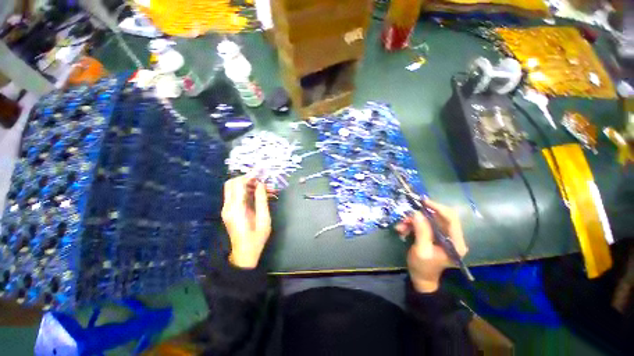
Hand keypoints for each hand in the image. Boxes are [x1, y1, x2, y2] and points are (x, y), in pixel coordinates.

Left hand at [221, 176, 271, 268]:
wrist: (244, 253)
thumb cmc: (257, 238)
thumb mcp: (264, 219)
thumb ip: (262, 200)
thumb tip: (261, 184)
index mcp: (236, 209)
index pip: (238, 184)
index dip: (249, 176)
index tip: (262, 173)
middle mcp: (228, 207)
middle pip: (232, 183)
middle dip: (247, 178)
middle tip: (262, 180)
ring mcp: (227, 209)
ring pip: (234, 188)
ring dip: (249, 185)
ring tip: (266, 189)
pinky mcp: (230, 211)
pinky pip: (236, 196)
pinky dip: (247, 192)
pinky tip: (260, 195)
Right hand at [395, 199, 467, 292]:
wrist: (421, 277)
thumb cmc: (423, 267)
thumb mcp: (421, 250)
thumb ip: (421, 231)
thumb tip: (417, 213)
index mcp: (455, 243)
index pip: (451, 219)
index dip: (438, 208)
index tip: (423, 202)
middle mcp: (452, 236)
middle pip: (438, 217)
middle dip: (420, 215)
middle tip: (405, 217)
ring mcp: (443, 235)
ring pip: (428, 219)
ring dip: (413, 220)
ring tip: (400, 226)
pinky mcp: (434, 234)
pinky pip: (423, 223)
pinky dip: (412, 224)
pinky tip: (402, 229)